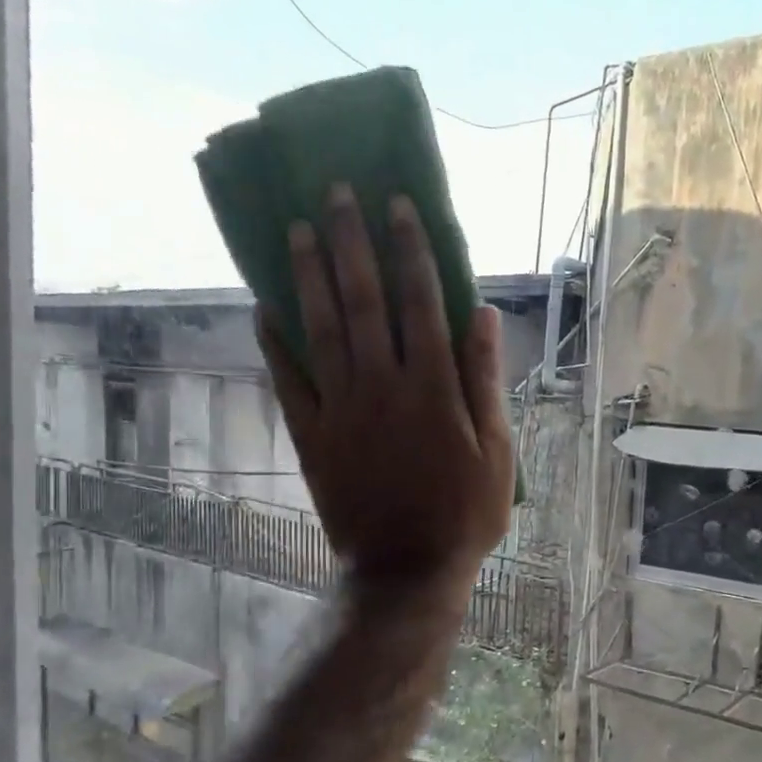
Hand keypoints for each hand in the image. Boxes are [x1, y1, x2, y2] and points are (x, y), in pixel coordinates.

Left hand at [256, 184, 513, 593]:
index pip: (420, 301)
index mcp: (433, 387)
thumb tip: (481, 316)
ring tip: (295, 229)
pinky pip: (289, 380)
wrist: (406, 569)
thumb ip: (484, 380)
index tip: (398, 204)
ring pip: (322, 329)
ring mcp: (341, 409)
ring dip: (308, 276)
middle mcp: (383, 385)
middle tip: (335, 192)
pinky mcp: (312, 436)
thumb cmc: (464, 513)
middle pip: (363, 300)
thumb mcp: (497, 450)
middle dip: (350, 241)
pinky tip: (265, 307)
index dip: (409, 248)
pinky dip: (275, 342)